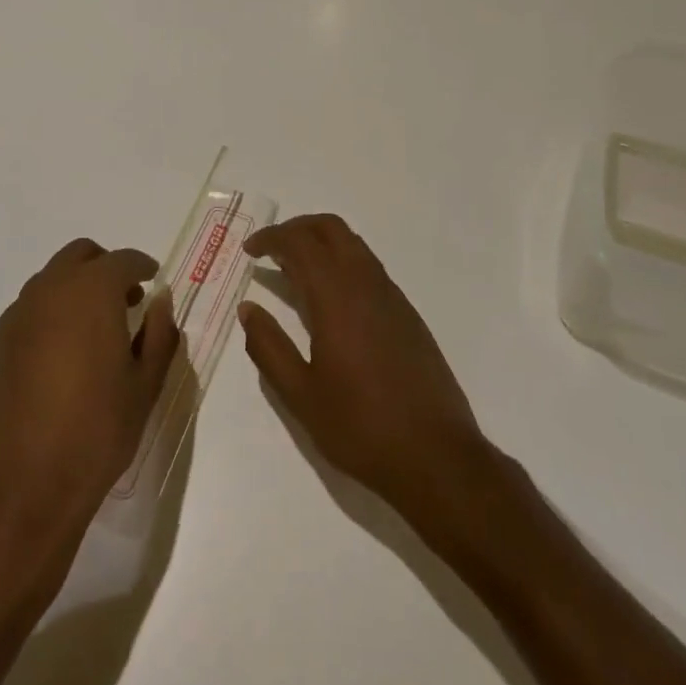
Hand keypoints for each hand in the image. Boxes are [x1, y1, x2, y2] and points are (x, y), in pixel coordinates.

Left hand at [0, 239, 178, 562]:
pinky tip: (61, 361)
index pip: (122, 260)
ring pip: (50, 282)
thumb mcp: (144, 387)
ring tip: (95, 333)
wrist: (18, 493)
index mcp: (90, 294)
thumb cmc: (95, 435)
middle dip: (105, 268)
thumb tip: (161, 302)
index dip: (143, 267)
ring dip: (76, 291)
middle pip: (79, 256)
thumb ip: (159, 334)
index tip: (153, 282)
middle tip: (126, 301)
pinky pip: (29, 314)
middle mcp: (48, 293)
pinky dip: (51, 318)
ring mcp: (15, 319)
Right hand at [237, 215, 486, 523]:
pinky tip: (330, 299)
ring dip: (321, 243)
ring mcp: (393, 297)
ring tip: (294, 271)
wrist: (436, 456)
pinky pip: (370, 268)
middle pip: (331, 229)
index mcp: (337, 298)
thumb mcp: (301, 395)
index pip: (300, 243)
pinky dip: (342, 263)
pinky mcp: (408, 314)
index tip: (249, 250)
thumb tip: (248, 309)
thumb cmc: (361, 427)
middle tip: (270, 249)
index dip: (271, 238)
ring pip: (354, 245)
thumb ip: (269, 347)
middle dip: (297, 228)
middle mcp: (367, 284)